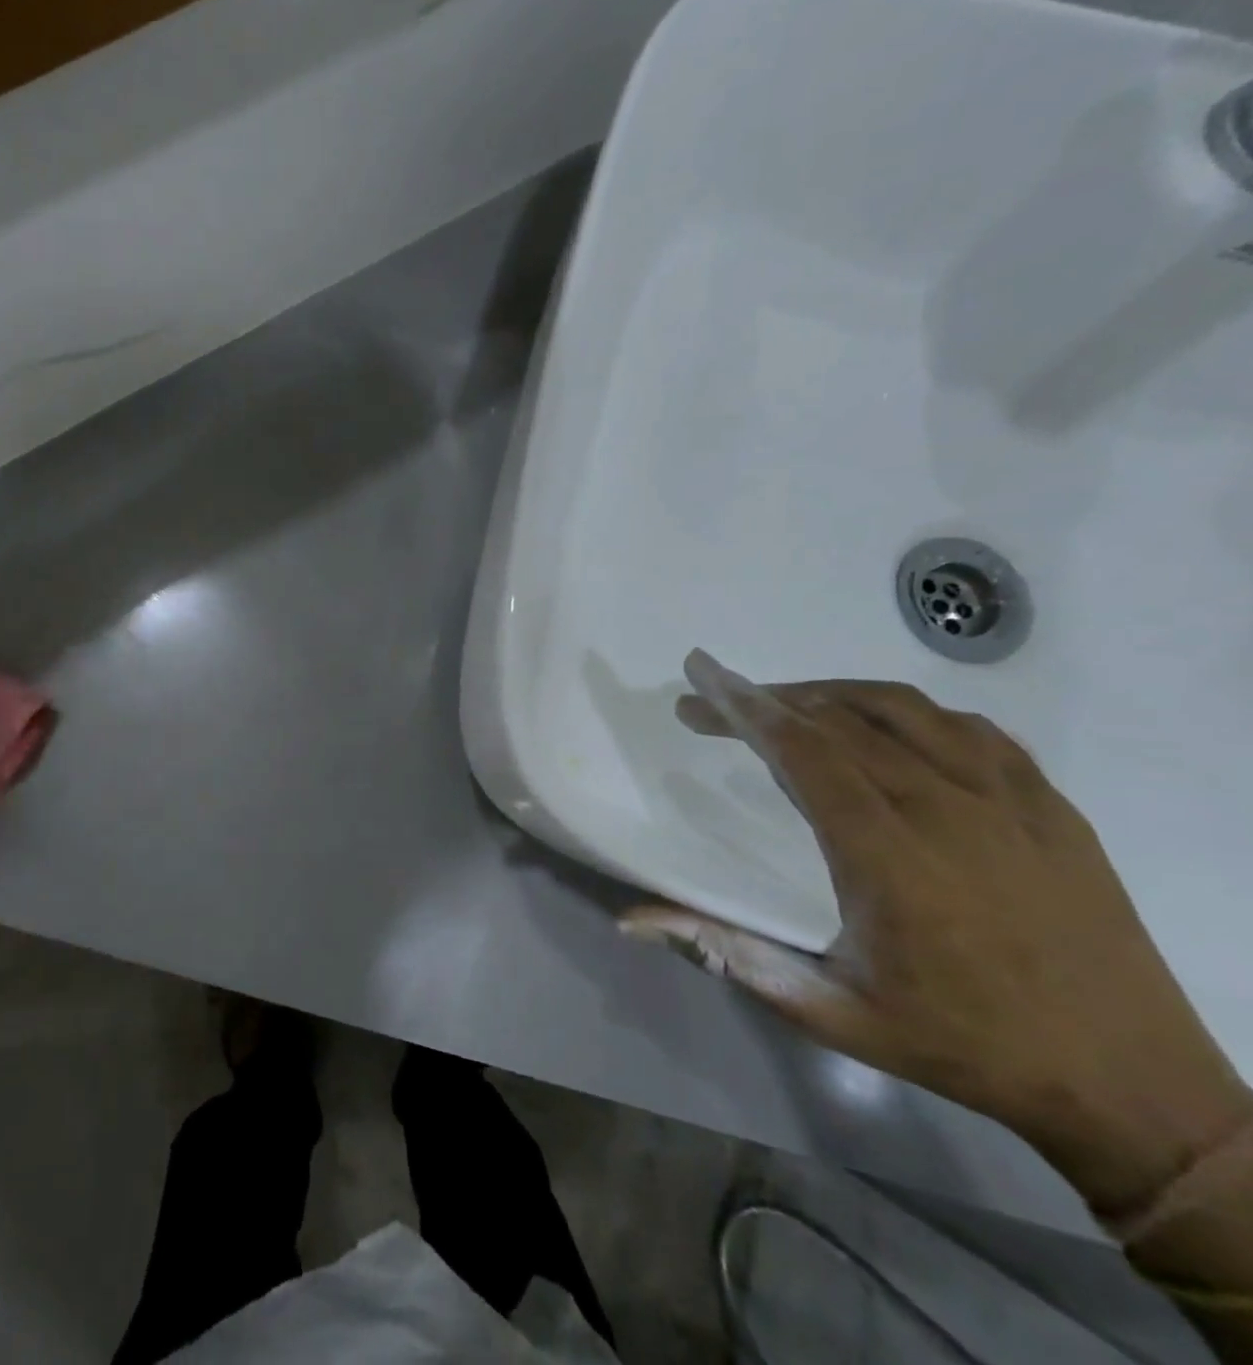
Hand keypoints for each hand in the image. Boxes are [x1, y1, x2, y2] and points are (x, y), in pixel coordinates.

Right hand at [622, 650, 1252, 1215]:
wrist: (1130, 1086)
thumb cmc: (957, 1044)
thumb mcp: (827, 1012)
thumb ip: (727, 954)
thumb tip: (630, 919)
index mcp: (889, 858)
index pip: (803, 751)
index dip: (743, 706)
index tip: (699, 675)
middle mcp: (949, 812)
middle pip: (839, 721)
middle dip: (761, 700)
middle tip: (707, 703)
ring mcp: (1010, 803)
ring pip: (903, 710)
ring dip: (827, 695)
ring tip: (780, 705)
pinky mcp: (1051, 807)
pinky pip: (965, 729)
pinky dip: (902, 712)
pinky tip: (876, 728)